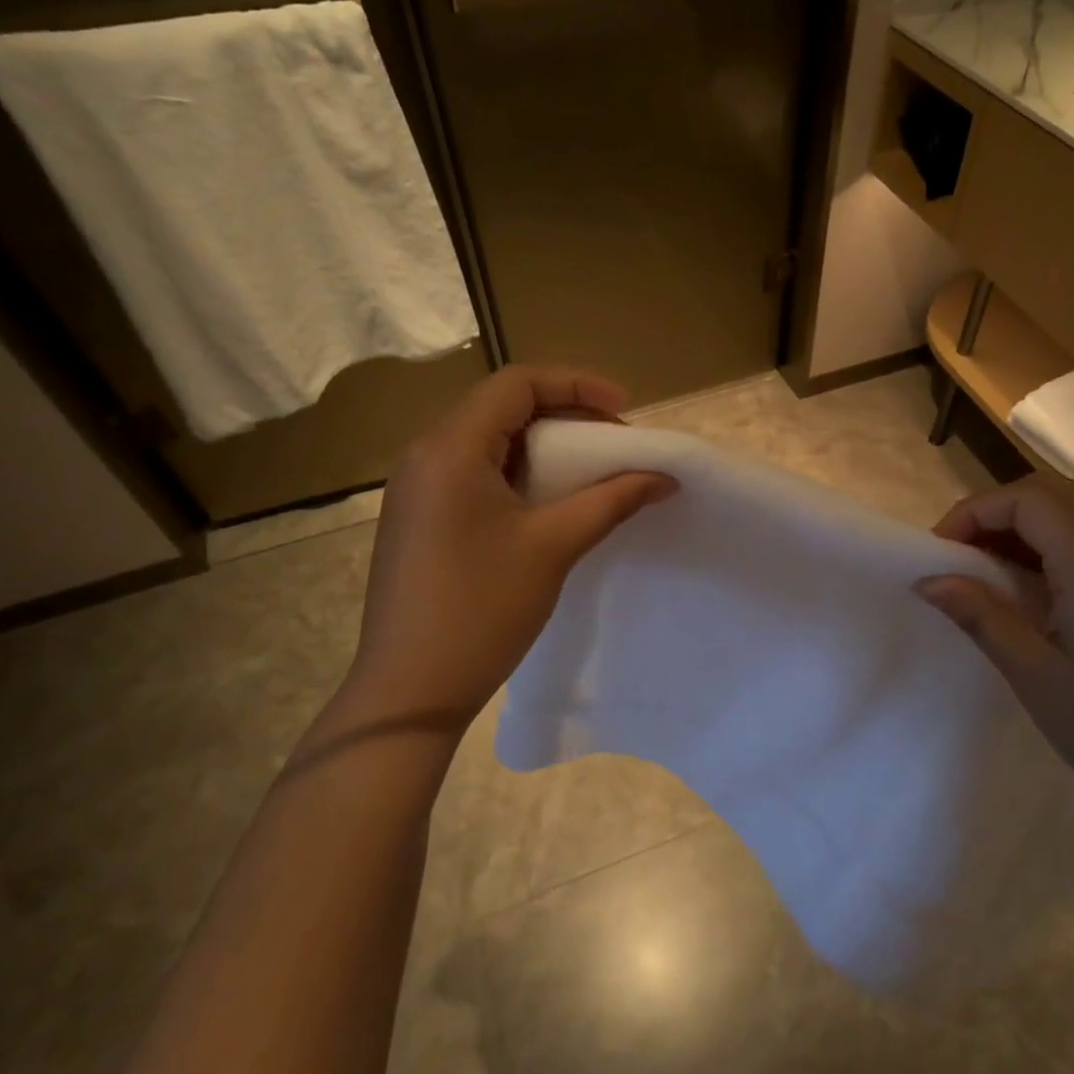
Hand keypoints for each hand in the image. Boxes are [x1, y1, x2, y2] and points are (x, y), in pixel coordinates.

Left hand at [337, 366, 676, 734]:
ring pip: (487, 442)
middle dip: (564, 416)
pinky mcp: (417, 518)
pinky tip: (545, 505)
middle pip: (501, 408)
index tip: (623, 409)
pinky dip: (516, 474)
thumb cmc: (482, 609)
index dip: (576, 384)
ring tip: (587, 473)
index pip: (517, 383)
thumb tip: (664, 477)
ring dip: (541, 447)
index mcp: (451, 448)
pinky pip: (472, 474)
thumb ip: (612, 500)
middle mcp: (425, 455)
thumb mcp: (554, 546)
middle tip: (613, 444)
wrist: (410, 690)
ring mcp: (415, 488)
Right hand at [916, 473, 1073, 850]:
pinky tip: (1035, 591)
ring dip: (1025, 527)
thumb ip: (980, 615)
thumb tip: (927, 579)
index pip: (1029, 498)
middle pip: (1053, 494)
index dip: (975, 511)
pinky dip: (1054, 546)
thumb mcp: (1034, 675)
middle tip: (960, 556)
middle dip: (996, 512)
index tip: (939, 552)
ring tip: (988, 571)